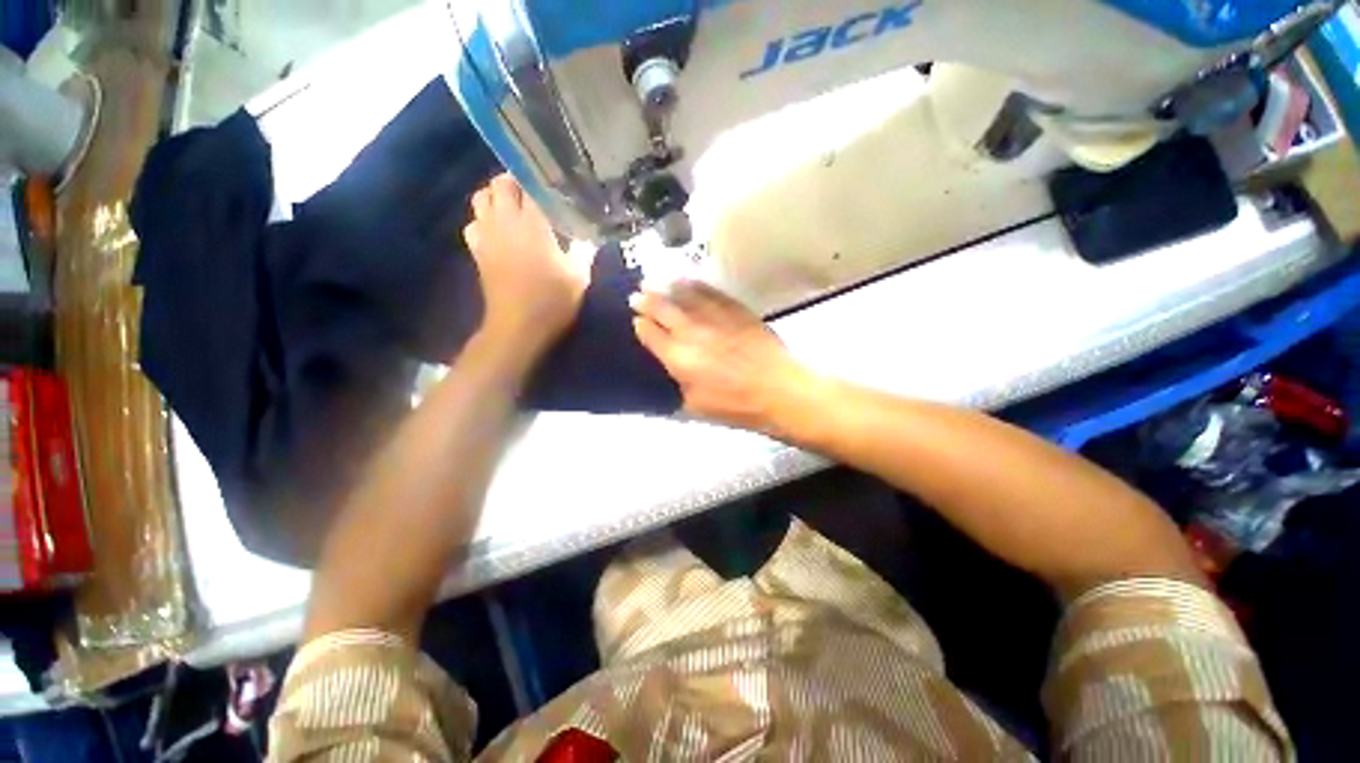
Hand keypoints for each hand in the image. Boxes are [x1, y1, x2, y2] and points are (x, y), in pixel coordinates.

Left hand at [463, 174, 591, 349]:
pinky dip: (484, 220)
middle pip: (501, 183)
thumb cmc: (553, 302)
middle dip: (516, 181)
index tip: (555, 183)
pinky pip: (473, 223)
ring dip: (497, 197)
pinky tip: (499, 231)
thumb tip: (588, 235)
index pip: (532, 184)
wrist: (519, 326)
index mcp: (534, 225)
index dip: (543, 180)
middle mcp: (506, 222)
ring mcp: (487, 235)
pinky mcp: (478, 251)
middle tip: (535, 193)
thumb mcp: (579, 277)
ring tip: (515, 208)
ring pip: (481, 198)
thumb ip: (584, 250)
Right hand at [630, 281, 819, 433]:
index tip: (636, 320)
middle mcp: (691, 331)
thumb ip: (677, 387)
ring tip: (655, 280)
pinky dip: (695, 284)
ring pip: (683, 294)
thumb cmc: (736, 406)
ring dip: (666, 286)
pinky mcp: (735, 309)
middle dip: (646, 299)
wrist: (778, 390)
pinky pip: (710, 291)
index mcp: (678, 358)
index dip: (640, 326)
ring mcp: (714, 317)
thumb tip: (669, 373)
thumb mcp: (696, 407)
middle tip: (637, 294)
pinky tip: (689, 280)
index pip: (650, 334)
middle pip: (662, 308)